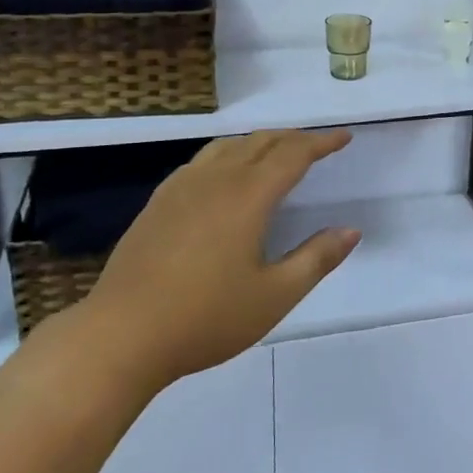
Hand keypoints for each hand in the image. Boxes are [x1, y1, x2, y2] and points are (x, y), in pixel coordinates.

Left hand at [64, 129, 360, 393]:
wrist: (122, 334)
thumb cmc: (206, 317)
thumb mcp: (274, 296)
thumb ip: (316, 259)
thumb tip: (350, 230)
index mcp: (247, 196)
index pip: (292, 154)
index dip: (321, 143)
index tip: (343, 138)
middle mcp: (215, 179)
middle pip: (260, 142)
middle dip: (293, 138)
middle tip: (317, 145)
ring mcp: (181, 188)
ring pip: (227, 147)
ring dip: (259, 143)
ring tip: (275, 152)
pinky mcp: (158, 202)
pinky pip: (202, 161)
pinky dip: (227, 154)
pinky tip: (224, 175)